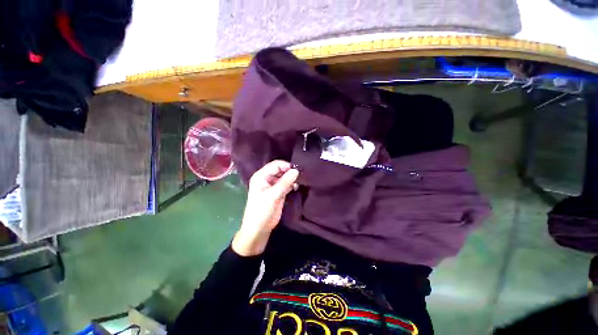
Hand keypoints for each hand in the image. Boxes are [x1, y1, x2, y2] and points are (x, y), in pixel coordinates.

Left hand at [232, 160, 298, 255]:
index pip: (276, 165)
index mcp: (261, 176)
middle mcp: (266, 178)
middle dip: (290, 172)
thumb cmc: (262, 211)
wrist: (259, 229)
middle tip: (301, 176)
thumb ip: (285, 182)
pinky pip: (286, 184)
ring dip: (292, 178)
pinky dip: (292, 184)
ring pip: (284, 177)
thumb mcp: (273, 196)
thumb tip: (296, 170)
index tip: (298, 170)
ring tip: (300, 181)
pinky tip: (296, 187)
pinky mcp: (278, 192)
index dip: (287, 166)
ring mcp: (272, 185)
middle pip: (280, 170)